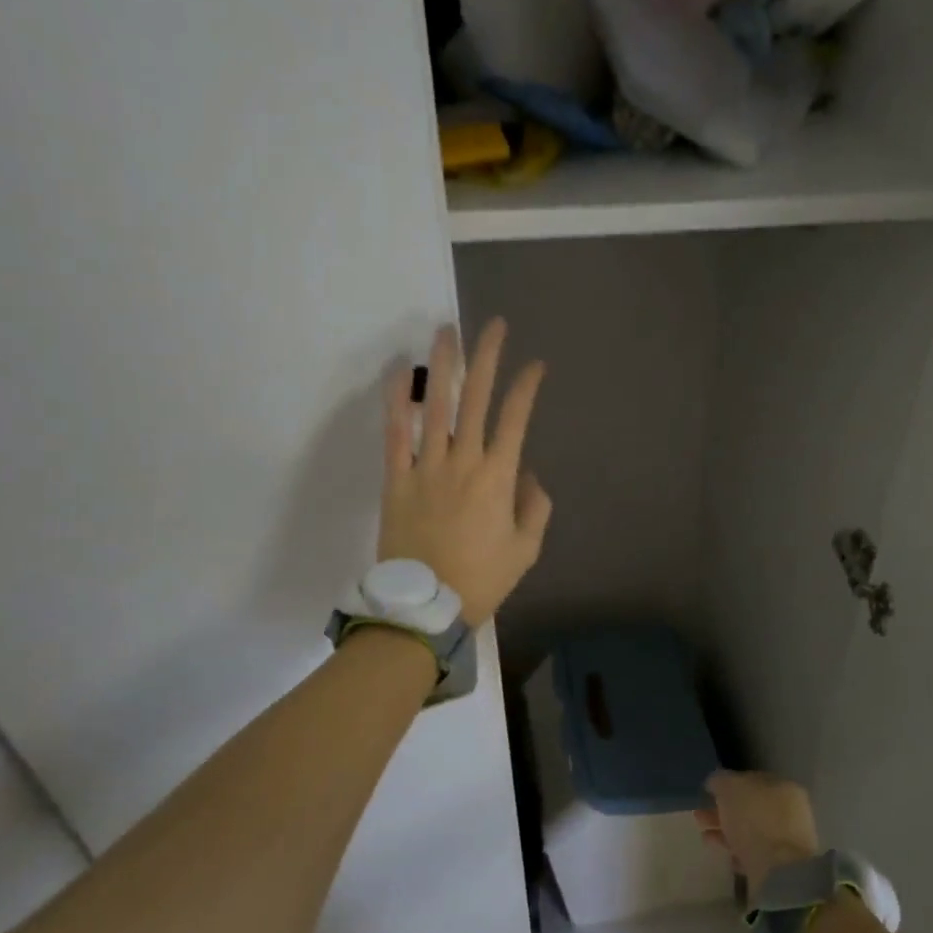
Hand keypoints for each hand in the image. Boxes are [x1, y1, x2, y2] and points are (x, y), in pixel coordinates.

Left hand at [379, 319, 552, 626]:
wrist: (425, 607)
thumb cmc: (481, 579)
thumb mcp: (526, 548)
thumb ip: (535, 506)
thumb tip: (528, 474)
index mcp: (499, 477)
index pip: (516, 418)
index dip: (527, 386)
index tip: (536, 364)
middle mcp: (464, 461)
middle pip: (478, 399)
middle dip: (488, 357)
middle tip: (495, 325)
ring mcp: (426, 467)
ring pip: (437, 406)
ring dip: (444, 365)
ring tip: (447, 331)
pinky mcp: (396, 479)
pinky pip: (395, 433)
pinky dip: (398, 401)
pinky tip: (402, 373)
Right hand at [696, 771, 822, 898]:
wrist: (778, 870)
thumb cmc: (756, 818)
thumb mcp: (730, 788)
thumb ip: (720, 781)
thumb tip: (715, 782)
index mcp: (782, 788)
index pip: (752, 781)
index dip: (729, 785)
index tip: (709, 792)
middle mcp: (786, 812)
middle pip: (748, 808)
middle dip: (722, 810)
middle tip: (699, 815)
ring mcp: (783, 841)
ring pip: (748, 831)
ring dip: (724, 832)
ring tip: (704, 835)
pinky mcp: (775, 867)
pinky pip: (751, 855)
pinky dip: (736, 853)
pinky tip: (721, 854)